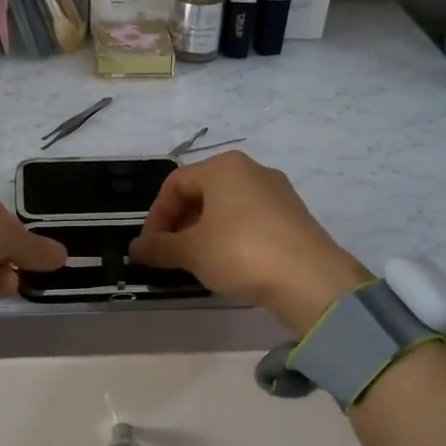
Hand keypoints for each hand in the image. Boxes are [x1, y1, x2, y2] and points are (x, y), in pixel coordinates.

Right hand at [129, 152, 370, 333]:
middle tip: (171, 255)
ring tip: (197, 263)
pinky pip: (250, 220)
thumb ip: (159, 247)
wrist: (310, 278)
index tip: (150, 247)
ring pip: (227, 207)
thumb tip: (135, 248)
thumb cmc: (240, 252)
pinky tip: (229, 264)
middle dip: (180, 224)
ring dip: (204, 232)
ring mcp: (277, 192)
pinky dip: (231, 237)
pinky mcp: (293, 216)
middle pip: (202, 193)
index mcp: (223, 167)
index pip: (175, 184)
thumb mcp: (191, 251)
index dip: (156, 216)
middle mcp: (252, 170)